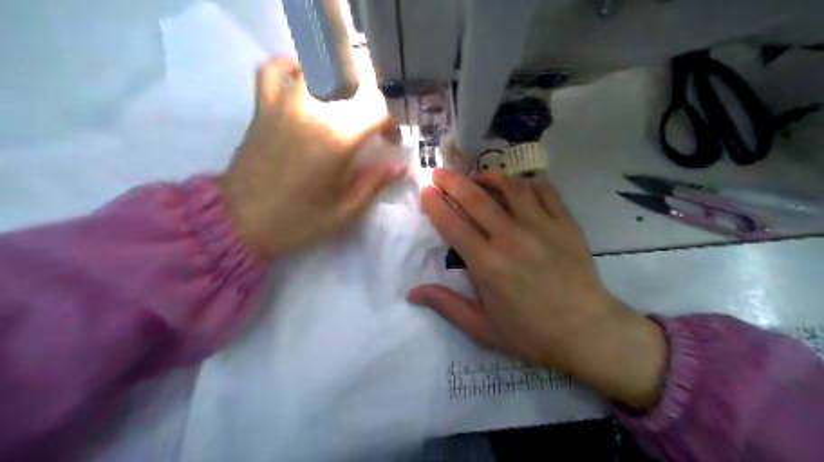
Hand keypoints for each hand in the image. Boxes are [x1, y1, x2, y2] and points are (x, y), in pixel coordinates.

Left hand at [220, 57, 405, 255]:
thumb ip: (373, 184)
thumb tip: (400, 166)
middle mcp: (313, 114)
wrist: (240, 221)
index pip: (376, 113)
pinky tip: (302, 81)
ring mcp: (285, 106)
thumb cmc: (297, 221)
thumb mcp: (343, 212)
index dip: (391, 125)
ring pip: (318, 72)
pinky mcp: (263, 108)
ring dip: (338, 83)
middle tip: (370, 126)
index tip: (390, 142)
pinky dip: (290, 67)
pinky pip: (274, 71)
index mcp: (337, 141)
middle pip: (352, 86)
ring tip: (344, 104)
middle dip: (370, 103)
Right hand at [409, 169, 665, 407]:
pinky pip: (544, 190)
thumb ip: (446, 305)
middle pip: (475, 197)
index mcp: (486, 263)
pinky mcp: (564, 223)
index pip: (452, 223)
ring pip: (510, 187)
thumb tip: (412, 293)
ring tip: (478, 177)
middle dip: (452, 180)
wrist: (586, 332)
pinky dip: (527, 183)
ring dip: (489, 176)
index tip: (426, 191)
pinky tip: (519, 187)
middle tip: (440, 172)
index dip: (435, 204)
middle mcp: (510, 237)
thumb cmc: (530, 333)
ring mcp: (540, 226)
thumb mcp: (482, 328)